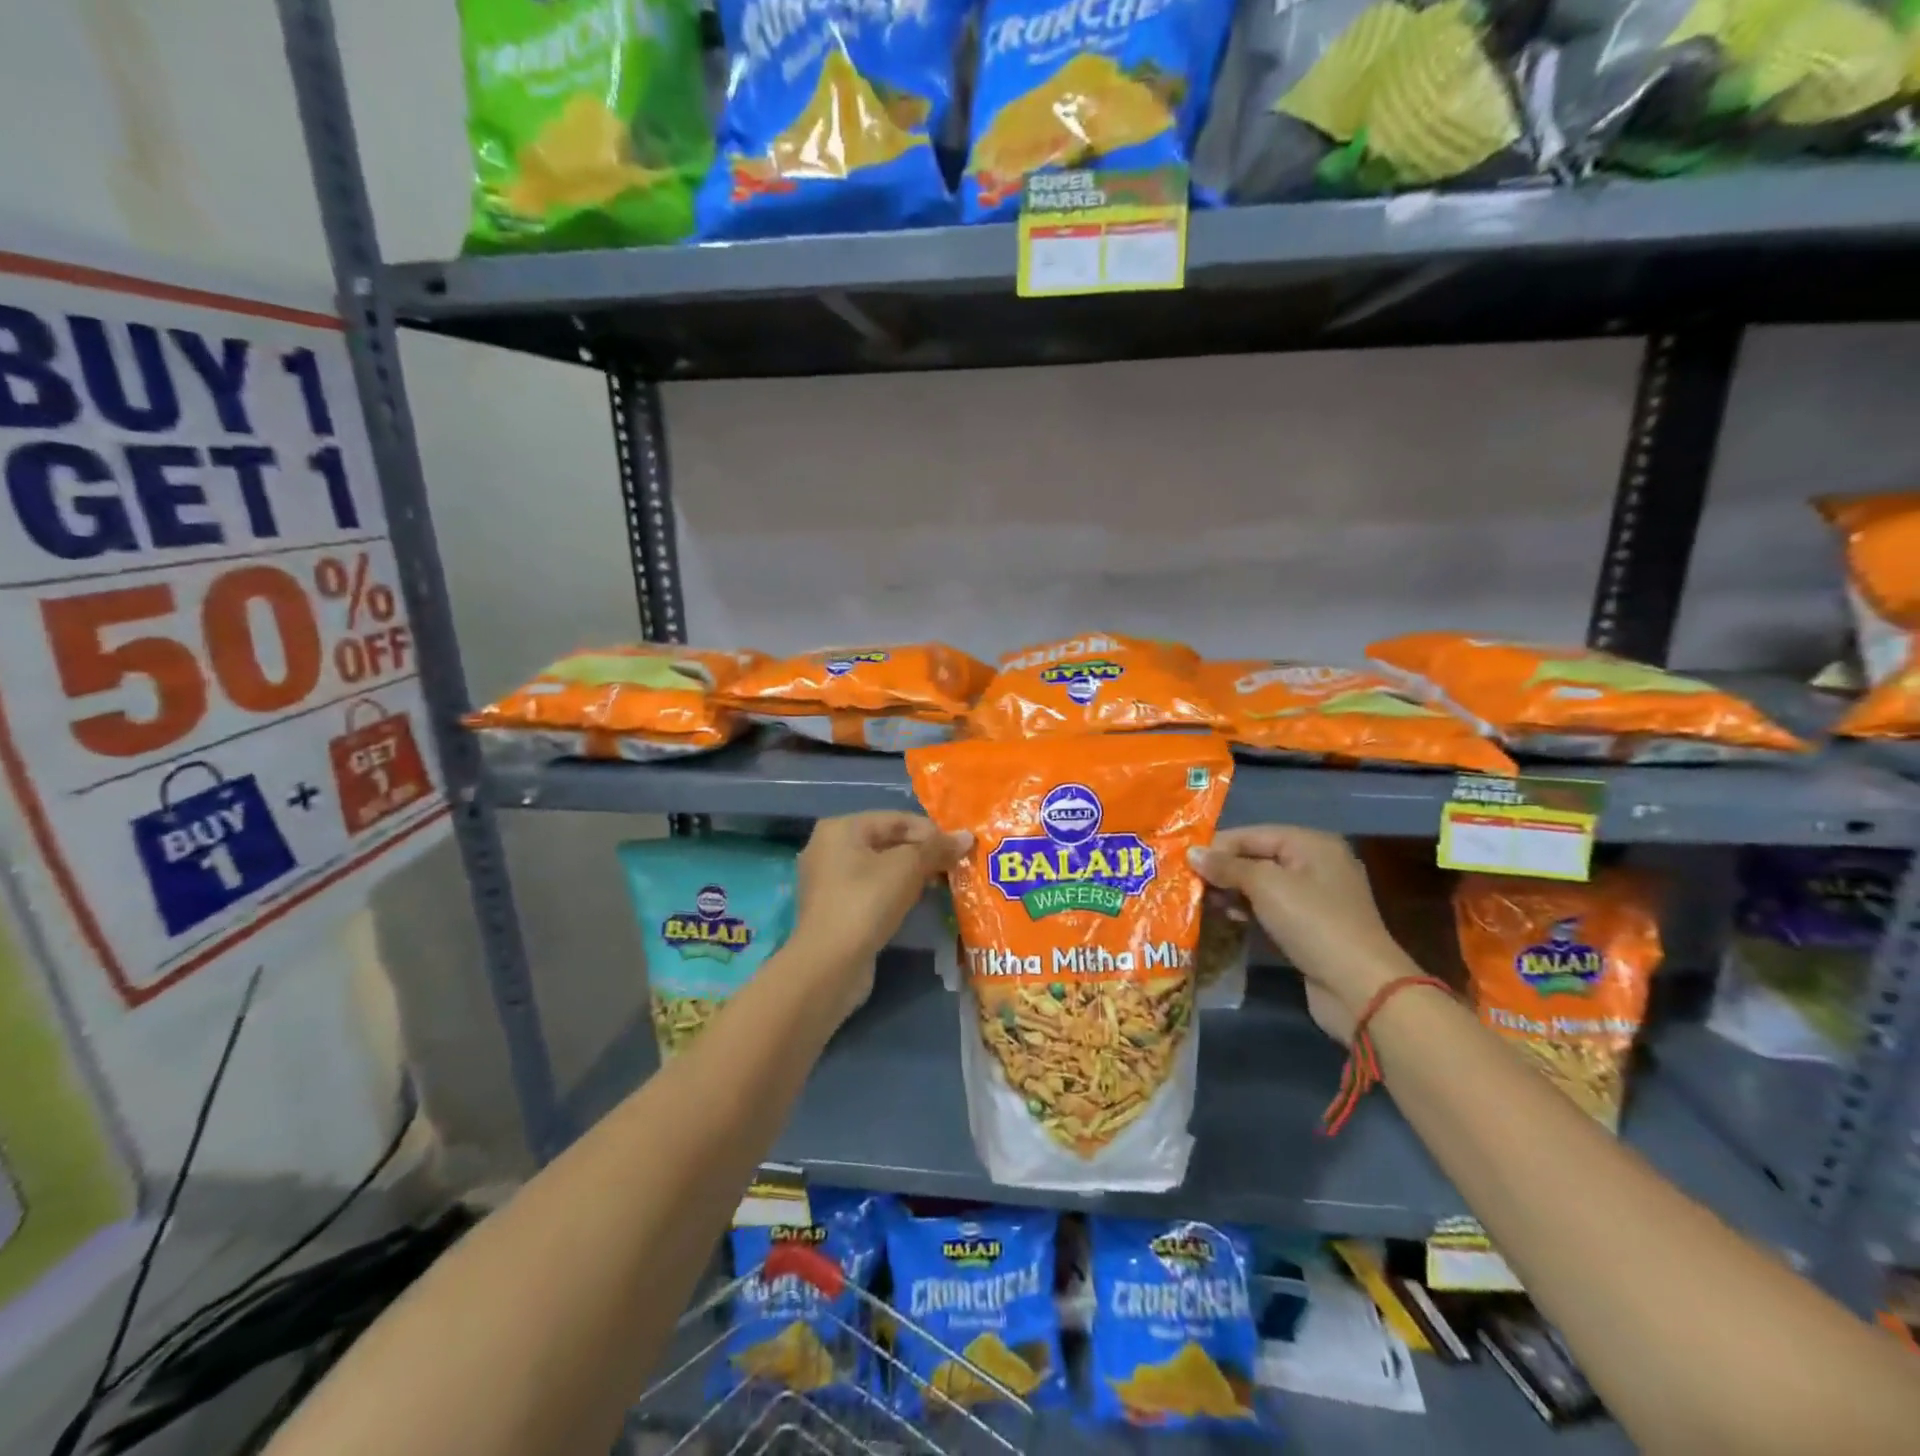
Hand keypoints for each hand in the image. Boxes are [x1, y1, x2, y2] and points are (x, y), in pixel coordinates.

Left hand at [791, 812, 970, 1019]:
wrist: (829, 965)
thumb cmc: (866, 903)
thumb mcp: (907, 868)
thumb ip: (936, 848)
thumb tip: (967, 837)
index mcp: (841, 828)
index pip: (895, 819)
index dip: (931, 831)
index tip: (959, 848)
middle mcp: (829, 848)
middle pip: (887, 842)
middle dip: (922, 853)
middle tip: (953, 867)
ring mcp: (828, 881)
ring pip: (880, 868)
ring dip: (911, 874)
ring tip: (941, 884)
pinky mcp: (835, 909)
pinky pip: (871, 890)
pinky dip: (895, 892)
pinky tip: (917, 903)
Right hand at [1188, 826, 1415, 1043]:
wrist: (1360, 988)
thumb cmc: (1312, 922)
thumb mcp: (1265, 886)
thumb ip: (1227, 867)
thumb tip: (1193, 853)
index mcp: (1311, 843)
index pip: (1252, 834)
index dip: (1216, 846)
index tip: (1181, 861)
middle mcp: (1315, 864)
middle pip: (1256, 858)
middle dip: (1222, 870)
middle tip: (1186, 884)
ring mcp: (1315, 898)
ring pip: (1261, 886)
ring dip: (1231, 893)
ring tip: (1201, 902)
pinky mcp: (1310, 928)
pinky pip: (1271, 910)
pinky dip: (1248, 911)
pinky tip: (1226, 918)